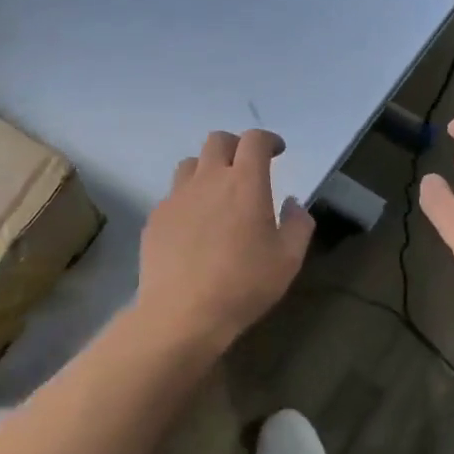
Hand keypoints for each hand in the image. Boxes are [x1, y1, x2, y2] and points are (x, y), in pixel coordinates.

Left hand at [136, 129, 314, 348]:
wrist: (182, 314)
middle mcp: (208, 180)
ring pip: (191, 164)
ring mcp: (176, 197)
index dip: (268, 140)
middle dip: (236, 145)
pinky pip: (173, 195)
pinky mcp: (156, 218)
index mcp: (244, 183)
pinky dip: (188, 198)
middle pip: (218, 141)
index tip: (277, 151)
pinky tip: (195, 225)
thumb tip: (292, 204)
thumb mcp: (288, 259)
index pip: (254, 140)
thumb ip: (297, 224)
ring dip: (208, 168)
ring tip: (217, 193)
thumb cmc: (243, 285)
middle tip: (247, 167)